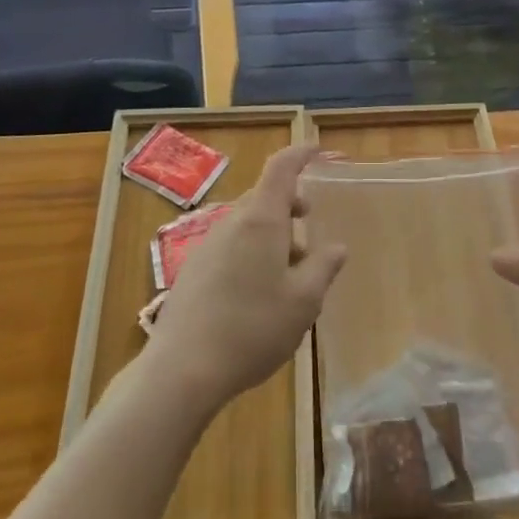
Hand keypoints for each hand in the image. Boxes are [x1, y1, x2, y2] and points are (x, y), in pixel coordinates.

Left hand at [148, 145, 345, 414]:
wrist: (182, 369)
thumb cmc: (253, 329)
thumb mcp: (303, 302)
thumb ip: (323, 268)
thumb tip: (336, 246)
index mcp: (261, 220)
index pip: (281, 168)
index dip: (300, 154)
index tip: (316, 149)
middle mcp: (231, 223)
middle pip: (264, 198)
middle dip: (290, 208)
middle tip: (309, 235)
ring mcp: (206, 245)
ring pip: (247, 225)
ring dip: (271, 237)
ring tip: (287, 278)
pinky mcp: (192, 270)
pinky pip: (229, 246)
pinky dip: (250, 253)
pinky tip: (255, 296)